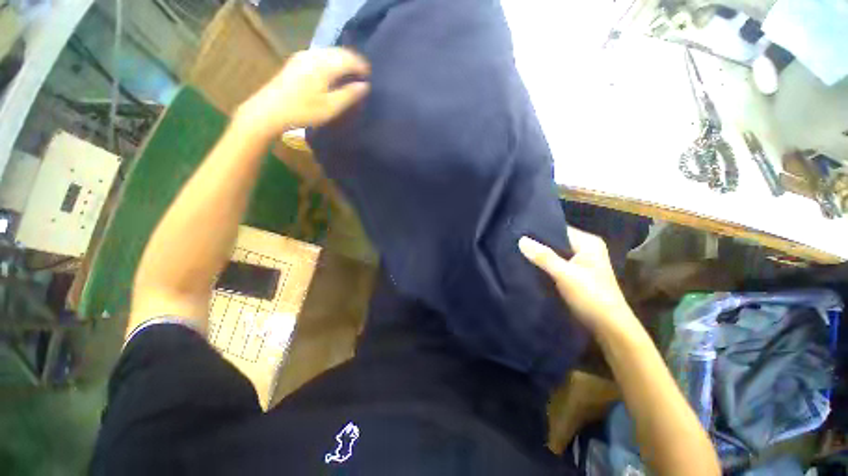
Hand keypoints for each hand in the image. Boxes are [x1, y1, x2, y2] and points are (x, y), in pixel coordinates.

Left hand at [235, 48, 370, 138]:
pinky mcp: (296, 61)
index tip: (370, 76)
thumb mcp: (330, 107)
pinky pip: (320, 55)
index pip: (348, 59)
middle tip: (362, 75)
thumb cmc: (303, 111)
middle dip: (353, 61)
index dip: (361, 66)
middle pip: (339, 52)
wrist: (269, 110)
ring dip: (342, 61)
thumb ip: (349, 95)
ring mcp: (303, 56)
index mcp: (323, 65)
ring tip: (350, 75)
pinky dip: (331, 61)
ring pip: (329, 52)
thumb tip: (365, 86)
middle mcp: (313, 55)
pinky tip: (333, 73)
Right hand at [519, 228, 636, 333]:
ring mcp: (580, 263)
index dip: (538, 231)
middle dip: (537, 244)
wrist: (609, 327)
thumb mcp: (565, 274)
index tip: (517, 232)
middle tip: (514, 243)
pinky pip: (555, 265)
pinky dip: (544, 266)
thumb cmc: (591, 296)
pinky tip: (528, 265)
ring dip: (539, 256)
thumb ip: (543, 256)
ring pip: (554, 254)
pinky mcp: (575, 275)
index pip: (558, 229)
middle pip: (555, 242)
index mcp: (588, 243)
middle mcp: (585, 249)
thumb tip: (521, 239)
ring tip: (517, 252)